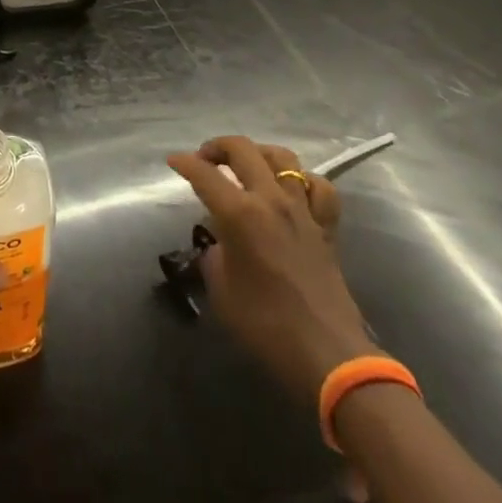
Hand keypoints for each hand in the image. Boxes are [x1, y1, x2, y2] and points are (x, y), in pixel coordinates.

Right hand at [168, 137, 375, 404]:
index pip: (204, 174)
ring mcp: (302, 210)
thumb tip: (219, 243)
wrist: (328, 355)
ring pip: (282, 158)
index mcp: (239, 214)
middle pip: (242, 149)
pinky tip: (292, 190)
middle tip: (205, 160)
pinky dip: (303, 181)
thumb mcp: (221, 289)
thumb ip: (214, 254)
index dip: (184, 163)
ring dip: (258, 154)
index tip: (173, 161)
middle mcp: (270, 200)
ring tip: (246, 166)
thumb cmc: (266, 325)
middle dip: (217, 147)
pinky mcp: (326, 227)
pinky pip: (319, 188)